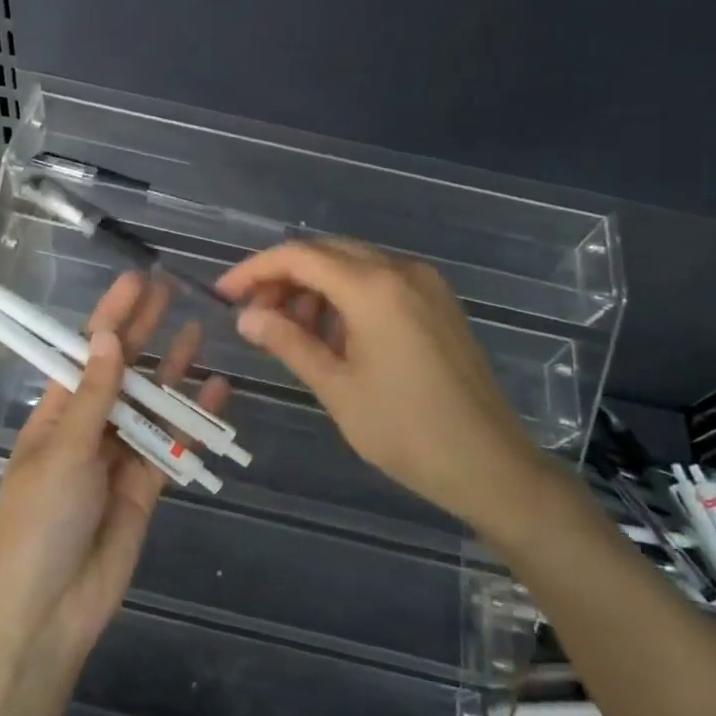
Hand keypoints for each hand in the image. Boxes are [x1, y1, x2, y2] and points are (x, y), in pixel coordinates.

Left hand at [0, 273, 229, 664]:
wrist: (52, 610)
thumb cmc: (42, 522)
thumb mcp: (64, 452)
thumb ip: (96, 397)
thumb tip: (111, 336)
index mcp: (56, 415)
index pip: (87, 353)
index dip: (110, 316)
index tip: (135, 280)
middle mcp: (89, 428)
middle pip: (122, 371)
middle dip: (144, 332)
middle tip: (171, 291)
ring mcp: (120, 455)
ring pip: (153, 403)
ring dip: (173, 369)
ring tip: (199, 330)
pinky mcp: (148, 484)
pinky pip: (174, 443)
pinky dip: (194, 418)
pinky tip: (217, 389)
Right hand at [217, 238, 546, 527]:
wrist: (489, 463)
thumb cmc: (405, 430)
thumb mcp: (337, 387)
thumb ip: (289, 343)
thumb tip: (246, 318)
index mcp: (374, 288)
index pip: (300, 256)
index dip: (256, 269)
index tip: (225, 294)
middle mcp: (402, 270)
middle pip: (328, 253)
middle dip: (285, 278)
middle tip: (255, 316)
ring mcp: (426, 284)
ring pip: (355, 265)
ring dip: (316, 288)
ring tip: (293, 332)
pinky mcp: (439, 303)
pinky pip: (381, 282)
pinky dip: (347, 297)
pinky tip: (334, 335)